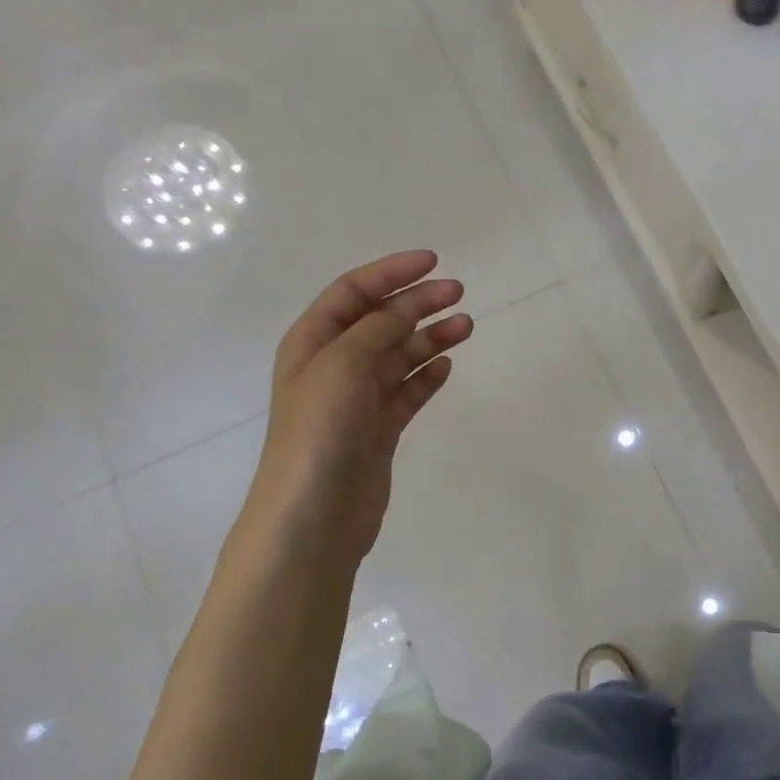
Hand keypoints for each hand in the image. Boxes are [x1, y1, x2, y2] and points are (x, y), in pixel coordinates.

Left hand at [244, 251, 471, 566]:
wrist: (314, 517)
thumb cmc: (319, 433)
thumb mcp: (343, 366)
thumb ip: (378, 330)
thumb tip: (407, 306)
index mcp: (313, 343)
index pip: (354, 292)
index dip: (391, 273)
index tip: (433, 262)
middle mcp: (334, 366)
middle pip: (380, 321)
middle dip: (417, 303)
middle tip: (459, 293)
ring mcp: (357, 401)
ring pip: (399, 357)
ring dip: (430, 338)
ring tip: (466, 327)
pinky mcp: (378, 431)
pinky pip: (407, 393)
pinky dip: (426, 378)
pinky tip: (446, 368)